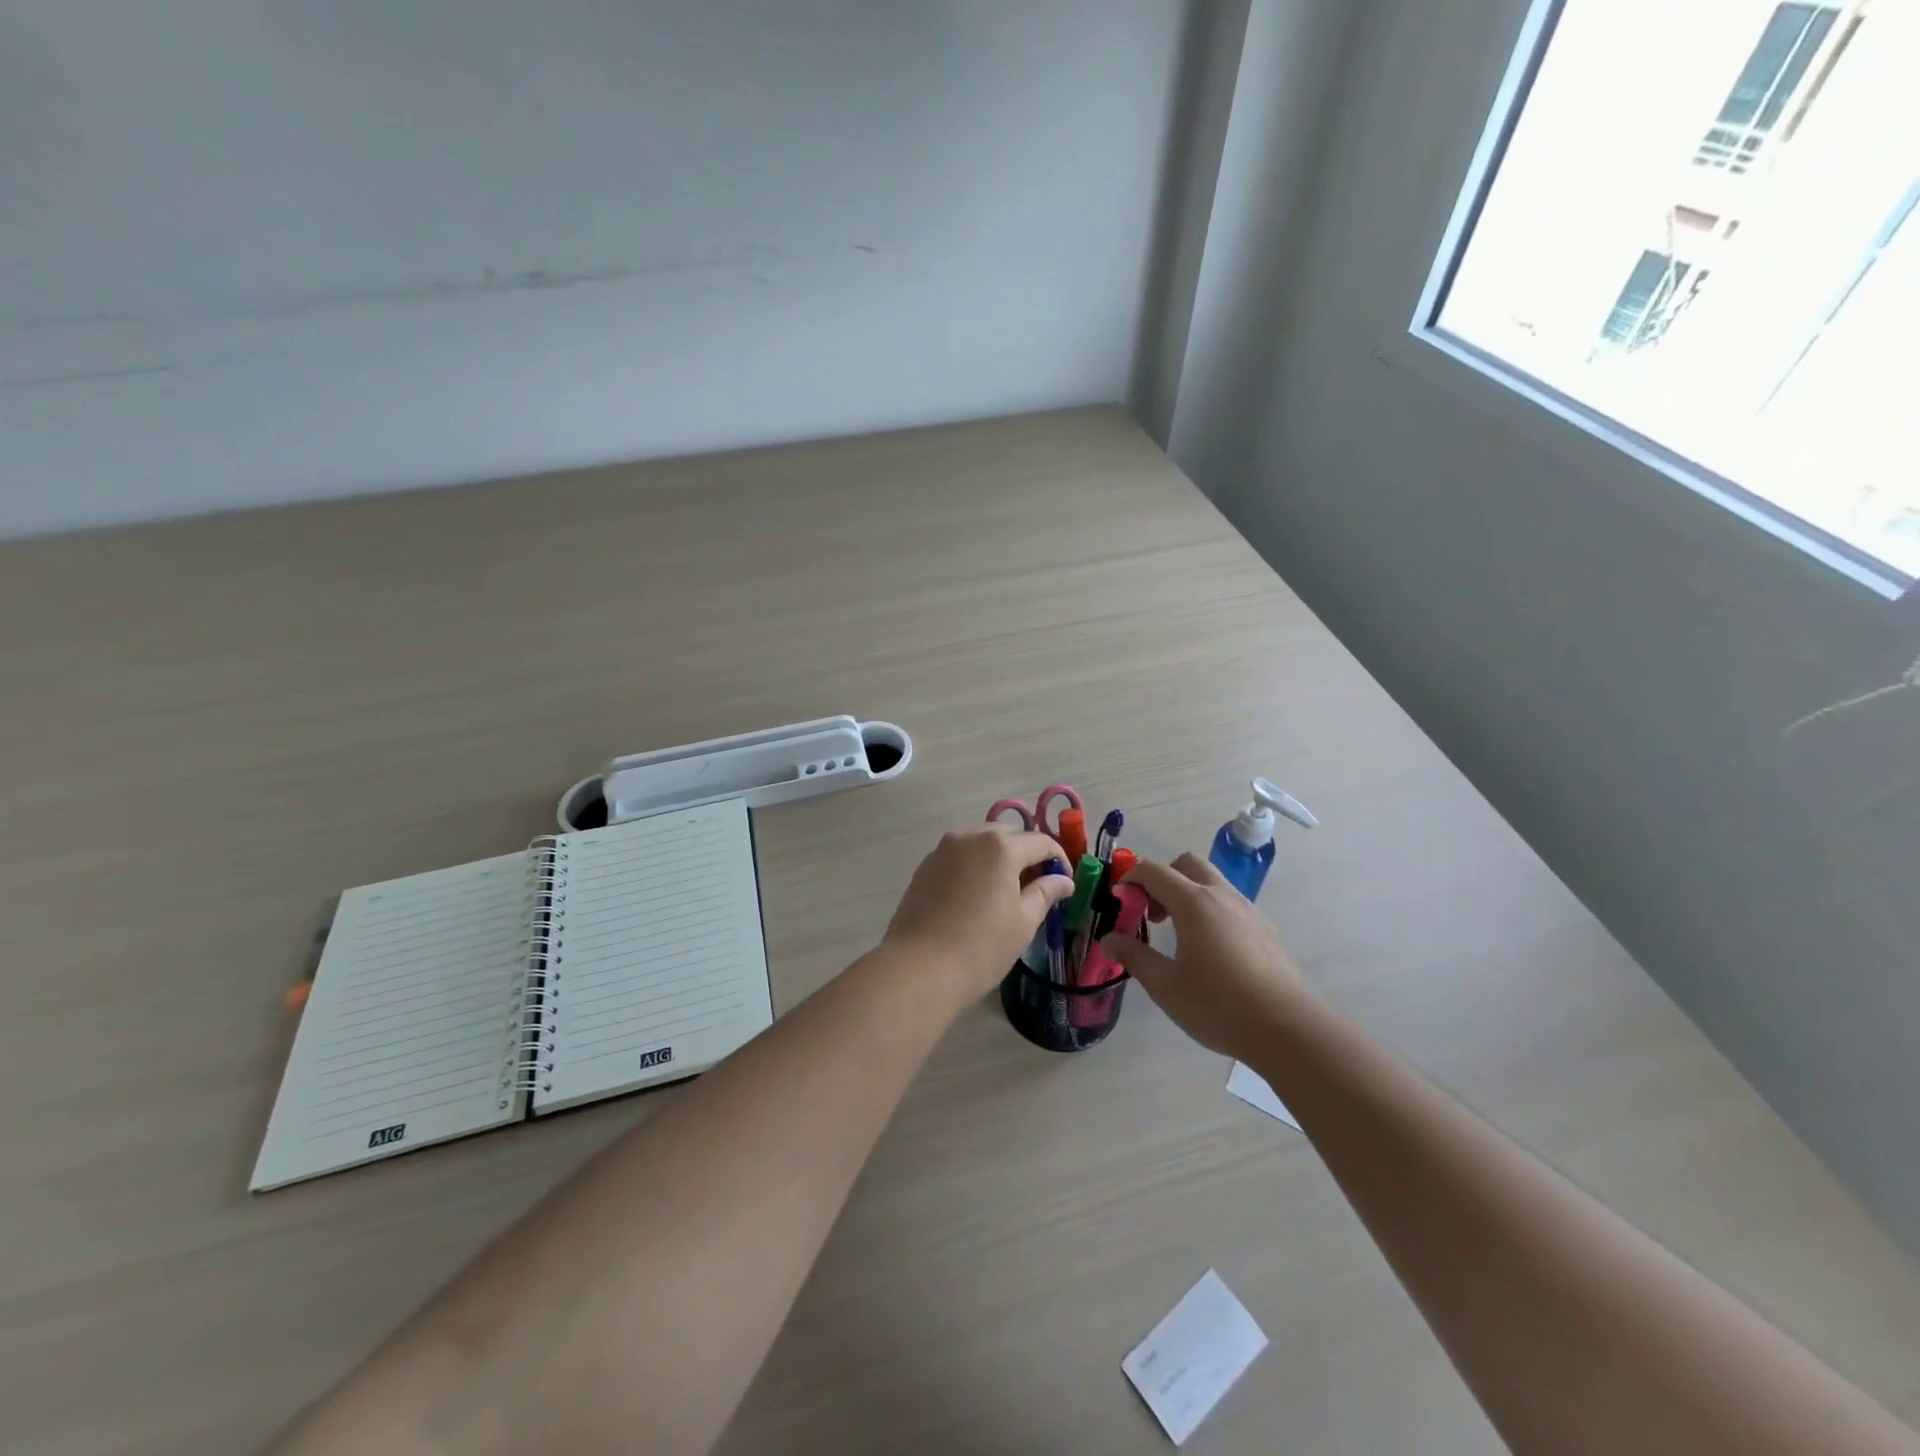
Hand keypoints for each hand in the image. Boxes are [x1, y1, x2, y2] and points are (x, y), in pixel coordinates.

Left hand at [883, 826, 1074, 1000]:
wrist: (918, 967)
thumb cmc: (981, 946)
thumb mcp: (1023, 922)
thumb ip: (1045, 893)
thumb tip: (1063, 880)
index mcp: (1000, 846)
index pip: (1040, 842)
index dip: (1058, 859)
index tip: (1065, 882)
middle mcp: (970, 837)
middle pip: (1008, 836)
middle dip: (1026, 854)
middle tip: (1036, 884)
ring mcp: (942, 850)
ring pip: (980, 843)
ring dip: (998, 858)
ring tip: (1005, 890)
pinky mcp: (924, 867)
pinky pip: (958, 857)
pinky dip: (973, 867)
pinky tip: (975, 895)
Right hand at [1099, 853, 1306, 1061]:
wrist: (1287, 1028)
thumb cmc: (1218, 1005)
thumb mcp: (1165, 986)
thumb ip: (1135, 957)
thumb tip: (1109, 939)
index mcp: (1193, 902)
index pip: (1153, 871)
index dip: (1130, 880)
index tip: (1119, 903)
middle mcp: (1221, 895)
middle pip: (1186, 864)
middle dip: (1162, 879)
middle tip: (1151, 913)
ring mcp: (1248, 910)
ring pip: (1212, 881)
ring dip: (1188, 893)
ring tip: (1178, 934)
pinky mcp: (1265, 929)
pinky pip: (1230, 903)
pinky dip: (1210, 910)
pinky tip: (1210, 950)